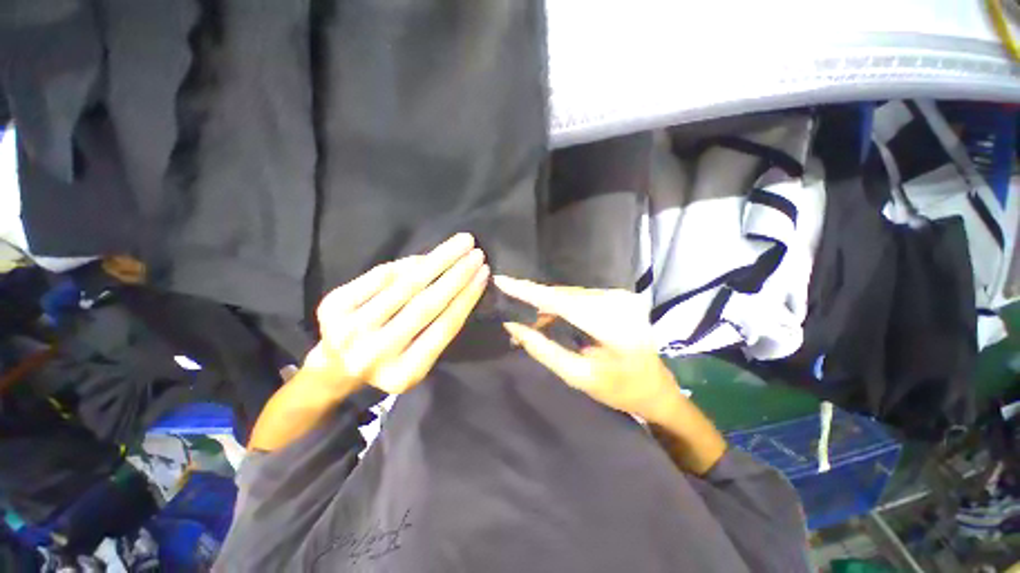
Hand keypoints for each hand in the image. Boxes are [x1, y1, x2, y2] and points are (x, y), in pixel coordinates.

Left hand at [303, 233, 489, 397]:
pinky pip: (380, 276)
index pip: (445, 327)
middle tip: (477, 252)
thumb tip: (462, 285)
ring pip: (405, 285)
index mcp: (405, 372)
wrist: (335, 367)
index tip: (484, 273)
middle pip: (426, 304)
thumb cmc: (389, 362)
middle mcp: (376, 353)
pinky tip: (425, 257)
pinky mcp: (333, 306)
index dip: (467, 296)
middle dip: (457, 274)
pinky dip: (407, 263)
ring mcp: (351, 329)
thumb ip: (439, 330)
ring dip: (437, 260)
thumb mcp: (420, 360)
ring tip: (459, 243)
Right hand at [494, 276, 682, 424]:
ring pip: (570, 294)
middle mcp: (617, 301)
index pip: (561, 301)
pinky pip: (579, 296)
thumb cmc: (620, 390)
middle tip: (512, 312)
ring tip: (530, 324)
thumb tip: (513, 326)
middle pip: (564, 294)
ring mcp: (619, 295)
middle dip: (534, 300)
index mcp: (611, 325)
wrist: (656, 388)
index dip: (529, 291)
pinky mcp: (617, 296)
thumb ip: (543, 349)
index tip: (502, 280)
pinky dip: (561, 305)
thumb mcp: (578, 376)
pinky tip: (548, 318)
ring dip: (547, 305)